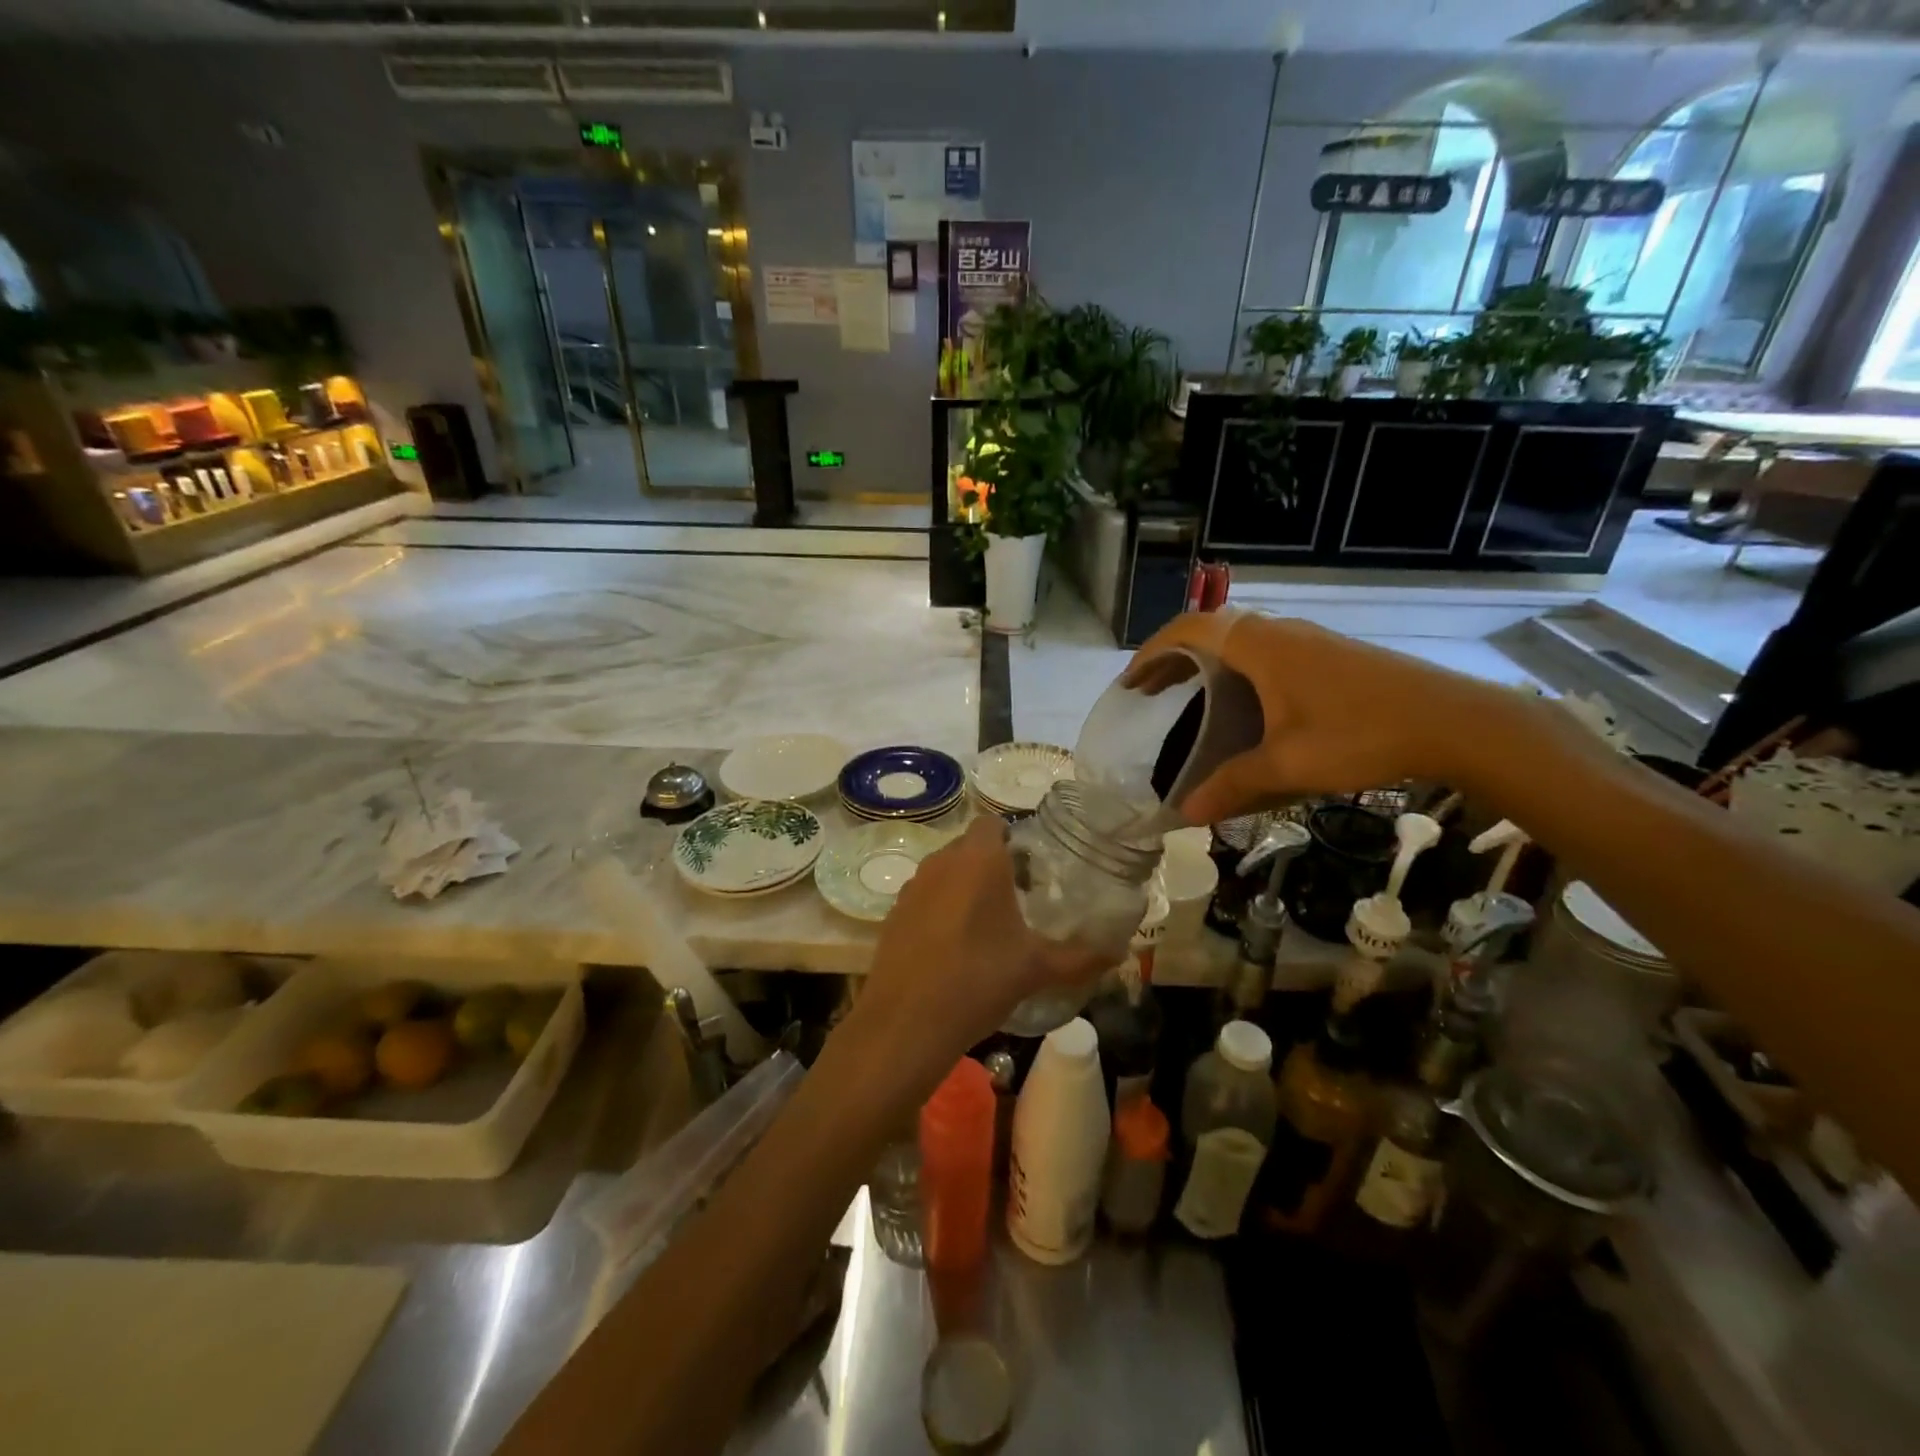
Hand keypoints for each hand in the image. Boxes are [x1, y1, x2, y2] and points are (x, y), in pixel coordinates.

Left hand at [850, 817, 1106, 1092]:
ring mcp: (912, 886)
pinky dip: (939, 909)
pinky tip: (953, 946)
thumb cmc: (979, 979)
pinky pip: (924, 897)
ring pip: (944, 871)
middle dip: (991, 864)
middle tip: (1017, 898)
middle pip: (969, 846)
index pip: (992, 822)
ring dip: (963, 886)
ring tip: (987, 924)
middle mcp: (942, 861)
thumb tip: (1119, 953)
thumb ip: (1081, 957)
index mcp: (979, 859)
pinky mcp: (893, 913)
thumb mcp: (1037, 969)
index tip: (1030, 867)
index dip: (1011, 838)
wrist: (906, 1022)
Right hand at [1124, 610, 1506, 824]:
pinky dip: (1236, 669)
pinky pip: (1265, 650)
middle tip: (1150, 693)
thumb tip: (1186, 815)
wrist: (1453, 721)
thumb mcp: (1288, 764)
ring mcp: (1308, 640)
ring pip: (1240, 639)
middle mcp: (1279, 632)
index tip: (1130, 683)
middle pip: (1210, 630)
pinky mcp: (1329, 654)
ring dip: (1207, 662)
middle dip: (1173, 658)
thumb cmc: (1360, 734)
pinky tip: (1245, 703)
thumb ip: (1232, 785)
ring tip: (1188, 696)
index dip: (1152, 653)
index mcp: (1259, 646)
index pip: (1188, 630)